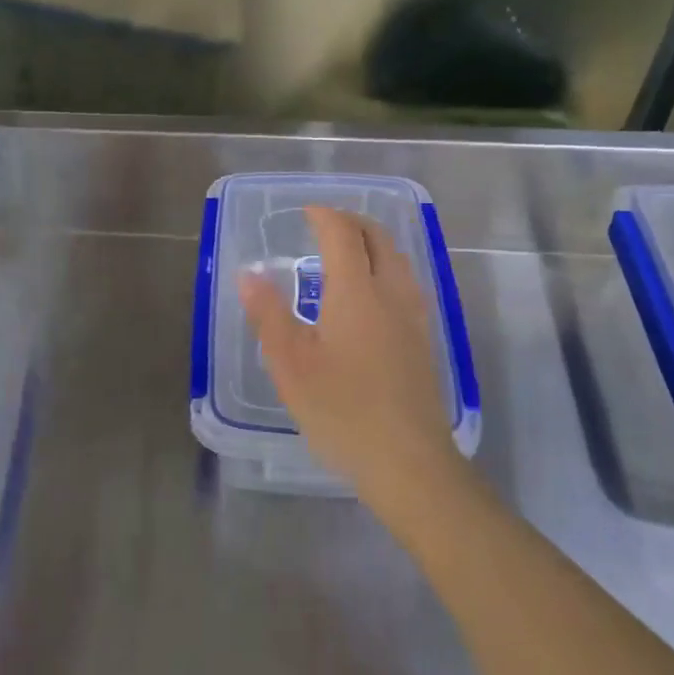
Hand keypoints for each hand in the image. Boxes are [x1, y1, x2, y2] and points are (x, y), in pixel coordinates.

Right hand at [238, 206, 462, 513]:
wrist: (409, 462)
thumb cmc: (342, 411)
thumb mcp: (291, 365)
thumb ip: (268, 315)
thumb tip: (249, 274)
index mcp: (356, 292)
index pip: (343, 234)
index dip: (324, 216)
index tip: (306, 212)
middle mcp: (391, 293)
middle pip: (378, 238)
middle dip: (352, 222)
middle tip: (325, 225)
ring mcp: (414, 317)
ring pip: (398, 260)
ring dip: (373, 243)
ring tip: (348, 253)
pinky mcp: (424, 340)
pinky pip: (407, 283)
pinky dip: (387, 268)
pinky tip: (372, 295)